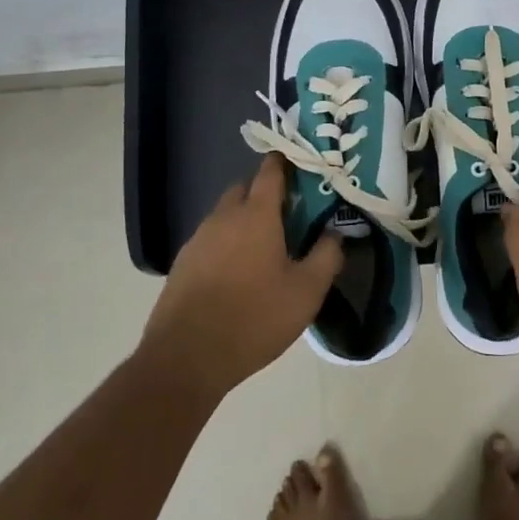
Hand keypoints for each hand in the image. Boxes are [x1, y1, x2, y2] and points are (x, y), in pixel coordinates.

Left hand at [142, 154, 341, 398]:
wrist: (186, 357)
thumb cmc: (254, 318)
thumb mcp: (306, 292)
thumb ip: (327, 256)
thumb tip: (336, 233)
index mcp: (256, 215)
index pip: (270, 172)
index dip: (284, 163)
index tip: (300, 164)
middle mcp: (224, 217)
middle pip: (244, 189)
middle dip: (263, 193)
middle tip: (287, 215)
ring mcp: (198, 239)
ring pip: (224, 215)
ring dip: (243, 220)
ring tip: (264, 248)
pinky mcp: (182, 263)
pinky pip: (210, 239)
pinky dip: (225, 244)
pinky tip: (236, 273)